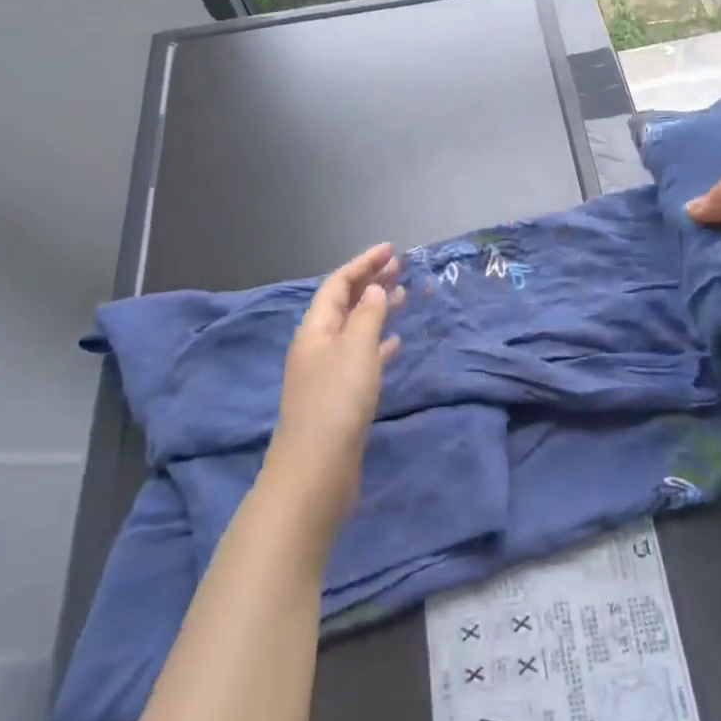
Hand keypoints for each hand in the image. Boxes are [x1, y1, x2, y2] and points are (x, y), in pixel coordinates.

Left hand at [262, 243, 403, 538]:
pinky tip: (396, 342)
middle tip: (402, 266)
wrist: (316, 471)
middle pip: (346, 304)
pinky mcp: (340, 396)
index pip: (338, 284)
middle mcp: (318, 345)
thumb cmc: (336, 402)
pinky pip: (362, 356)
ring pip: (356, 329)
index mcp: (315, 329)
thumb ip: (368, 315)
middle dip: (371, 282)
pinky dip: (379, 343)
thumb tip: (374, 288)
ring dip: (378, 309)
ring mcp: (328, 372)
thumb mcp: (356, 350)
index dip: (363, 263)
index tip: (391, 249)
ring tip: (405, 295)